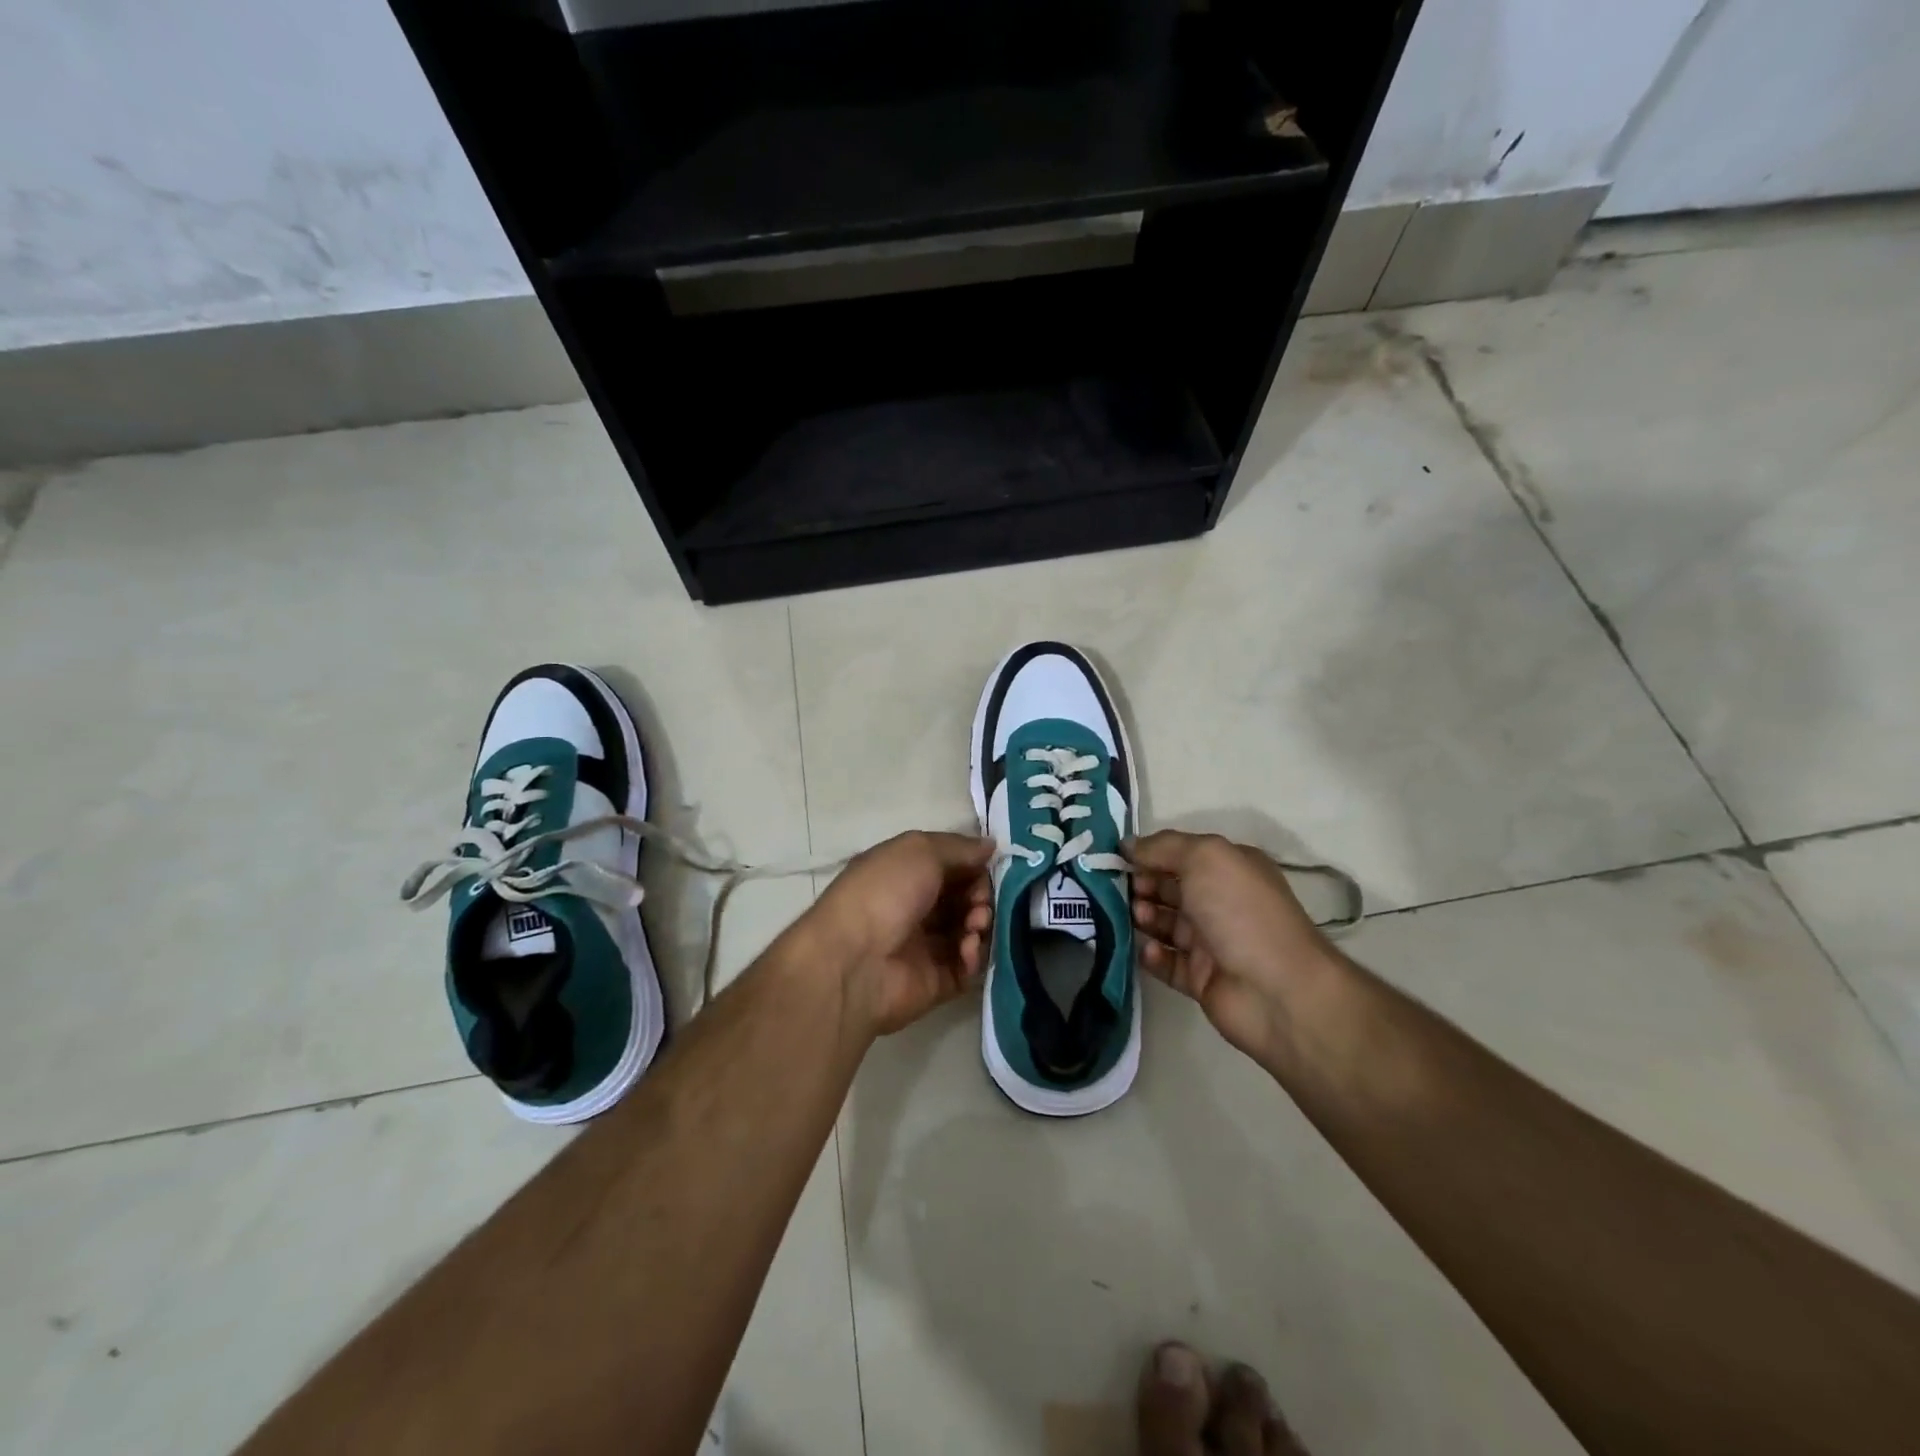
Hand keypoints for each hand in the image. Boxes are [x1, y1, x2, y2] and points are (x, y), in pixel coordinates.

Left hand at [809, 831, 994, 1035]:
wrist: (853, 962)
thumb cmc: (883, 893)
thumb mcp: (920, 851)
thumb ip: (960, 848)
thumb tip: (991, 845)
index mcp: (905, 874)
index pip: (952, 866)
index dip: (974, 866)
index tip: (988, 869)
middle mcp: (915, 908)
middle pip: (965, 898)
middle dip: (980, 896)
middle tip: (979, 904)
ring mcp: (926, 947)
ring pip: (971, 930)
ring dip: (980, 924)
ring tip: (973, 927)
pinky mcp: (936, 981)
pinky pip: (968, 966)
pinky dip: (974, 955)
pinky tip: (967, 950)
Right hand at [1128, 830, 1339, 1064]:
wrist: (1277, 990)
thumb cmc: (1241, 911)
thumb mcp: (1205, 857)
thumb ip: (1163, 846)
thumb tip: (1128, 844)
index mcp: (1229, 868)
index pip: (1181, 854)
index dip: (1149, 854)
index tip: (1116, 857)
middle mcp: (1221, 901)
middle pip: (1169, 888)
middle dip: (1141, 885)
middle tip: (1118, 890)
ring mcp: (1212, 942)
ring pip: (1165, 924)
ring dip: (1144, 917)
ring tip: (1137, 918)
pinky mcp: (1201, 979)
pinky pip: (1167, 963)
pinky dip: (1153, 956)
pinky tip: (1148, 951)